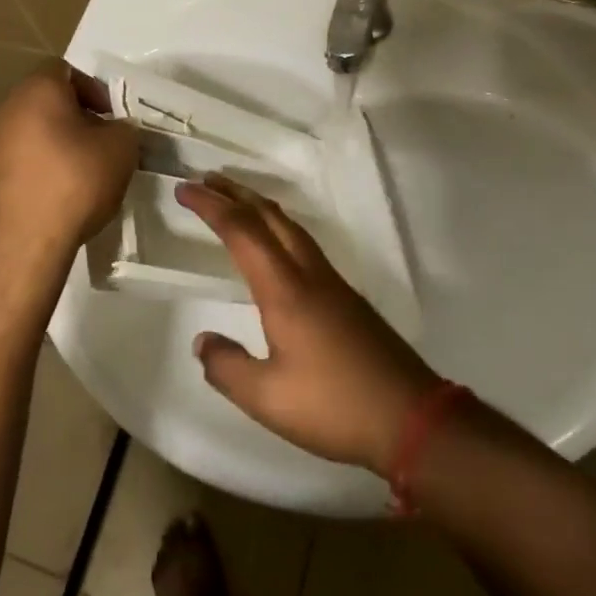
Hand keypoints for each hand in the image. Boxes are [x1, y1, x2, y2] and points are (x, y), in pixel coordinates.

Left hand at [0, 63, 137, 304]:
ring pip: (30, 134)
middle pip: (45, 102)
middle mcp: (5, 110)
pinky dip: (37, 173)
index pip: (64, 69)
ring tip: (81, 177)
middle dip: (75, 120)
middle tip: (100, 146)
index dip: (93, 88)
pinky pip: (16, 165)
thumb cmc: (73, 183)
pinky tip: (56, 201)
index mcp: (37, 91)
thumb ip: (123, 129)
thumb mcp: (121, 150)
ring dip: (55, 148)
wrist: (17, 247)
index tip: (111, 117)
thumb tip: (114, 131)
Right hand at [177, 175, 439, 476]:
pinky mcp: (347, 297)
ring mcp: (332, 282)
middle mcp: (309, 274)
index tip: (185, 189)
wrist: (410, 416)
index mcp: (285, 290)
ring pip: (291, 227)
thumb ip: (227, 368)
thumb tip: (202, 341)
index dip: (211, 206)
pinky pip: (304, 243)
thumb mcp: (268, 398)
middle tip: (206, 179)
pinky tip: (276, 244)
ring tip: (236, 201)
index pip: (242, 232)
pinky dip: (279, 227)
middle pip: (270, 217)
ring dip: (259, 207)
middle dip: (236, 193)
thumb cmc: (334, 406)